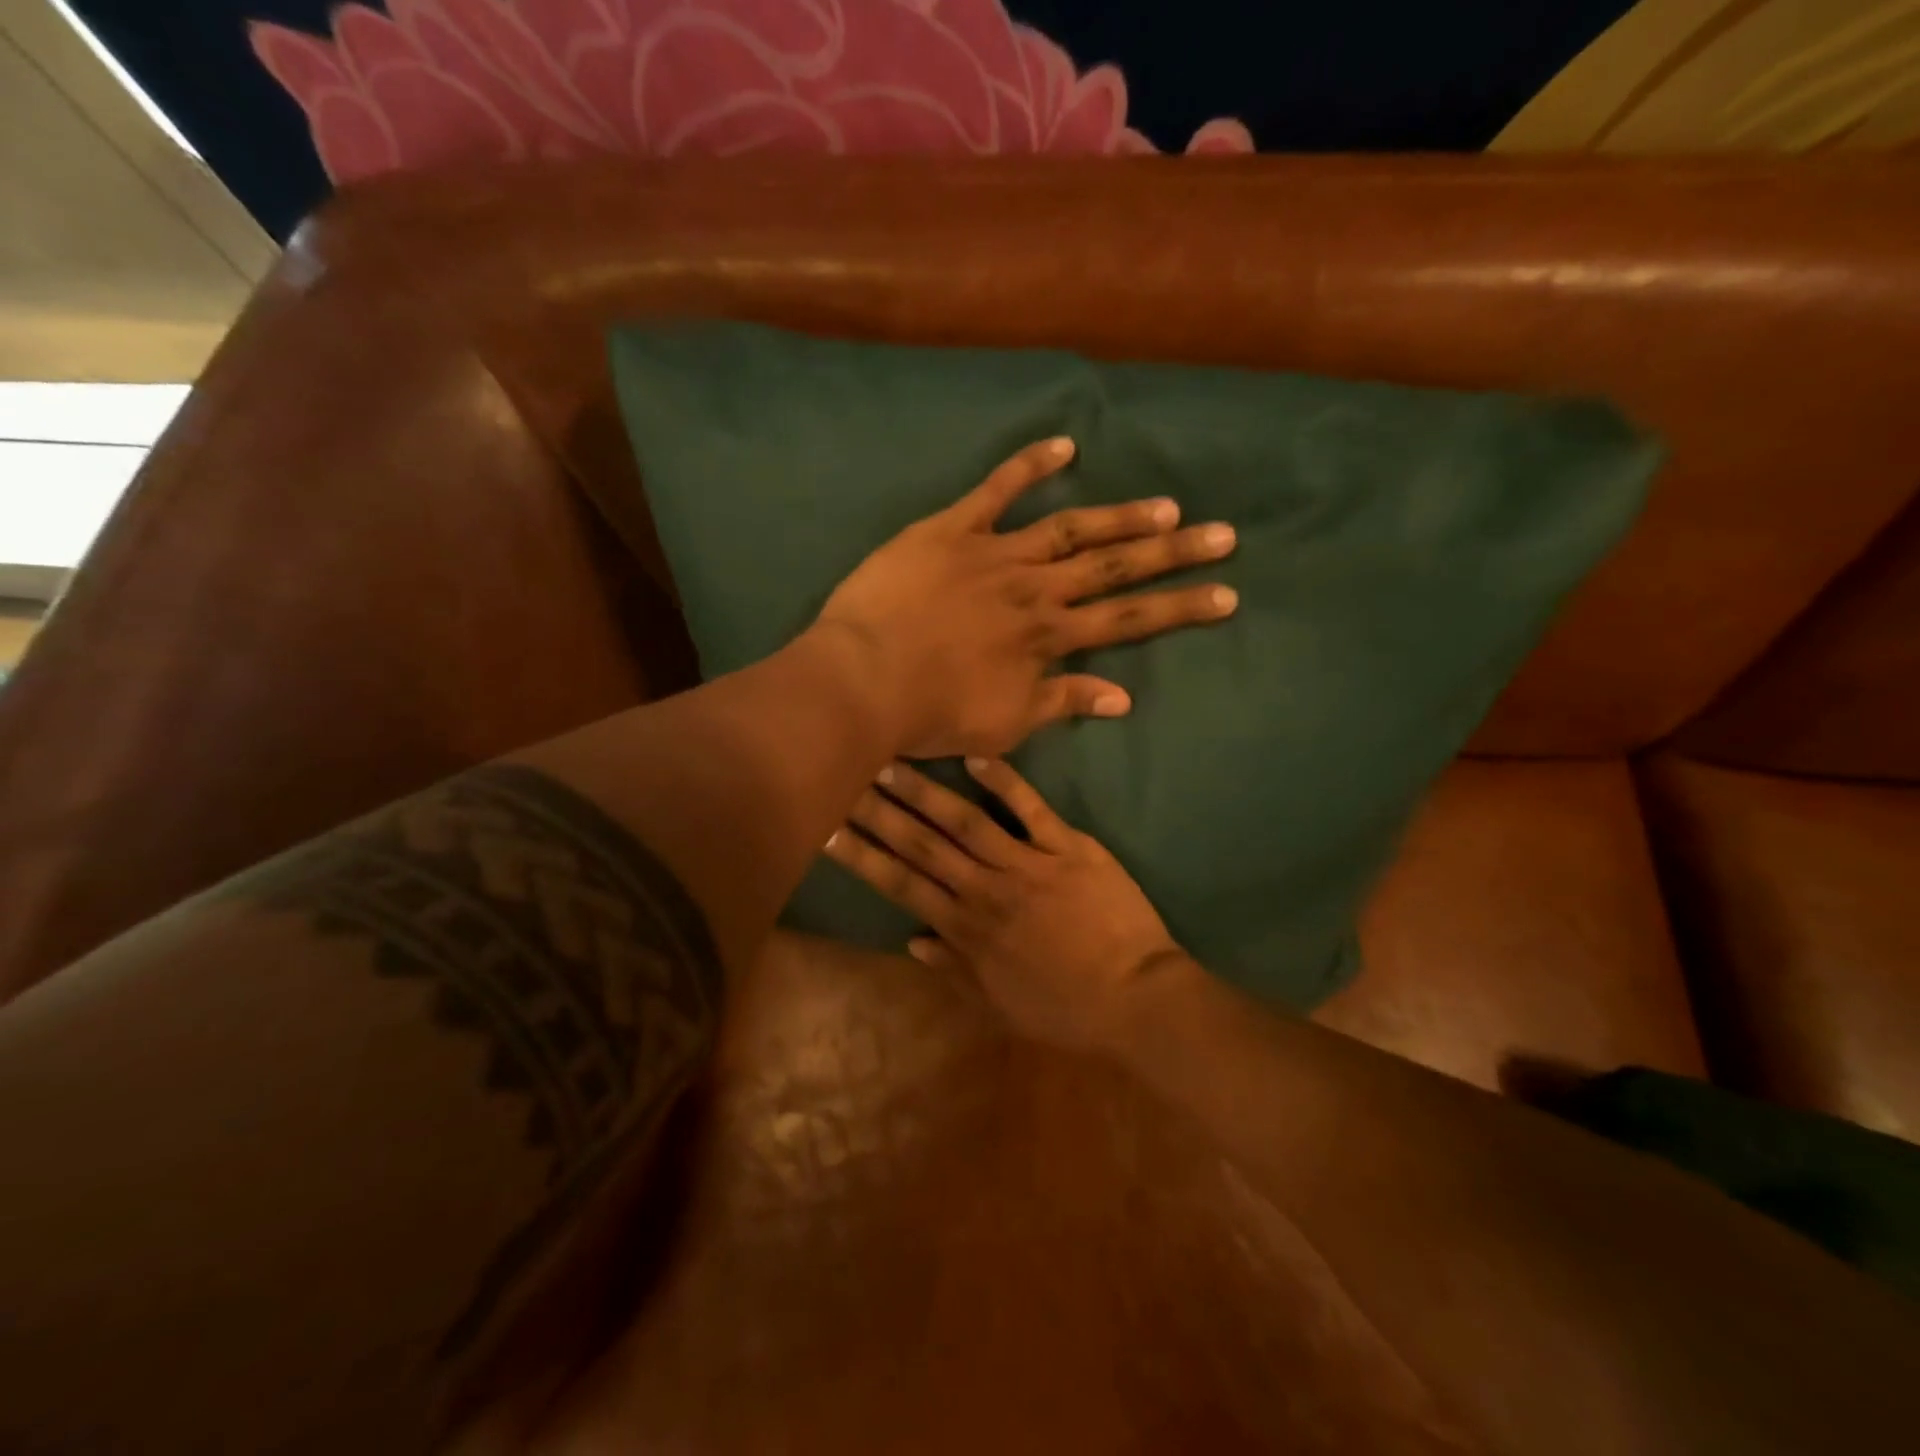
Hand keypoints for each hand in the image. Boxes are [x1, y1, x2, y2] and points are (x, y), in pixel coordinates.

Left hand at [813, 437, 1236, 758]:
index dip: (1181, 608)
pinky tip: (1065, 446)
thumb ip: (1063, 704)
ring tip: (1167, 504)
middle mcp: (1035, 589)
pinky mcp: (951, 530)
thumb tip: (1124, 698)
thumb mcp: (1005, 725)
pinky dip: (1028, 466)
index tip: (1227, 594)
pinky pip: (994, 491)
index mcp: (1048, 637)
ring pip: (1070, 528)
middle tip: (1223, 532)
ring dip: (1120, 515)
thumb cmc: (931, 713)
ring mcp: (995, 553)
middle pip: (1115, 566)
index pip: (1128, 620)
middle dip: (1173, 552)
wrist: (863, 681)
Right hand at [823, 758, 1187, 1050]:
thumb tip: (911, 940)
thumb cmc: (1066, 1009)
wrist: (1137, 999)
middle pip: (922, 844)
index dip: (862, 855)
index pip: (901, 884)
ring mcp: (1028, 864)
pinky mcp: (1069, 848)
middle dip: (879, 811)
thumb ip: (955, 969)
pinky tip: (975, 756)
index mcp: (967, 928)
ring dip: (925, 791)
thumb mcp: (1001, 1003)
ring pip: (966, 821)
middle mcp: (986, 890)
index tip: (826, 829)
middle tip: (843, 778)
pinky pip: (1032, 810)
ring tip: (889, 762)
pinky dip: (1006, 782)